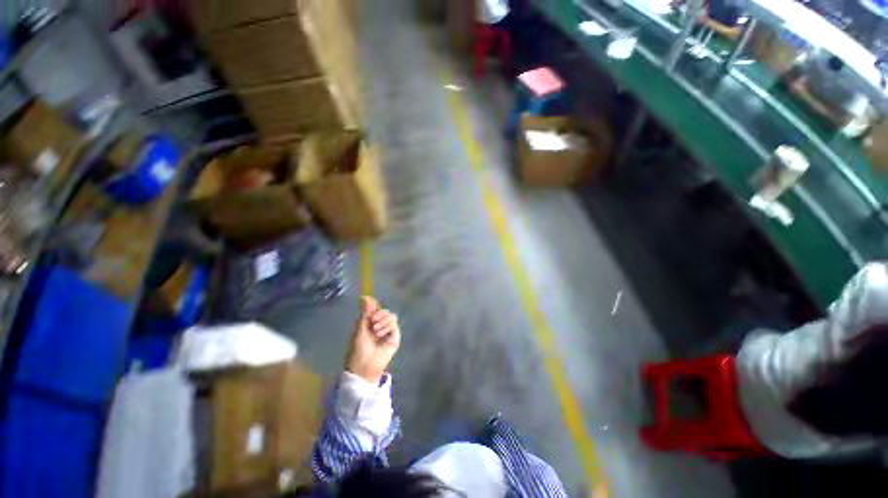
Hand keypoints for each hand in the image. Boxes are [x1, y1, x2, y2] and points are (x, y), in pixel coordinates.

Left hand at [345, 296, 400, 385]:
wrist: (364, 366)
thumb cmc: (358, 349)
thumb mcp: (360, 328)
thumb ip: (365, 312)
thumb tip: (364, 296)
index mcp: (370, 323)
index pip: (376, 309)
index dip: (374, 305)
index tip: (371, 303)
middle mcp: (380, 326)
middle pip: (385, 311)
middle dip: (379, 313)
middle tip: (372, 320)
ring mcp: (388, 331)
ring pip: (391, 316)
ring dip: (383, 320)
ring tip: (375, 330)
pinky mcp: (395, 337)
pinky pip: (394, 325)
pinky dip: (387, 326)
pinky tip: (380, 334)